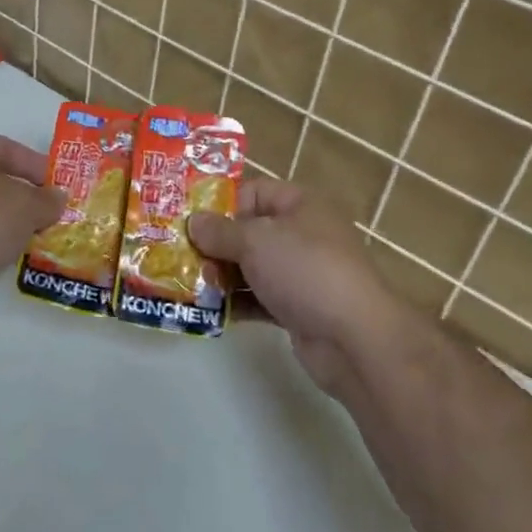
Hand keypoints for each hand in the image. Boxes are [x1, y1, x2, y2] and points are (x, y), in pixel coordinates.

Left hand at [0, 134, 64, 306]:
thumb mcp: (27, 206)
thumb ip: (48, 200)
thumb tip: (57, 198)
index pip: (6, 148)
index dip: (36, 164)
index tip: (58, 185)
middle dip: (24, 195)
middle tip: (50, 211)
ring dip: (9, 220)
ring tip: (34, 235)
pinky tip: (8, 253)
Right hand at [189, 179, 406, 397]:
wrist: (355, 339)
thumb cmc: (304, 270)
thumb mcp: (256, 241)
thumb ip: (220, 231)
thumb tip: (194, 222)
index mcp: (299, 204)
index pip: (252, 192)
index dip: (219, 202)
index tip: (186, 217)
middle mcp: (301, 234)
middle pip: (248, 230)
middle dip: (213, 242)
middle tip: (177, 252)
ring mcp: (300, 273)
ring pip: (251, 266)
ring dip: (220, 274)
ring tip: (185, 282)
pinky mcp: (297, 308)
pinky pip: (258, 297)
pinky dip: (236, 301)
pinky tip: (207, 309)